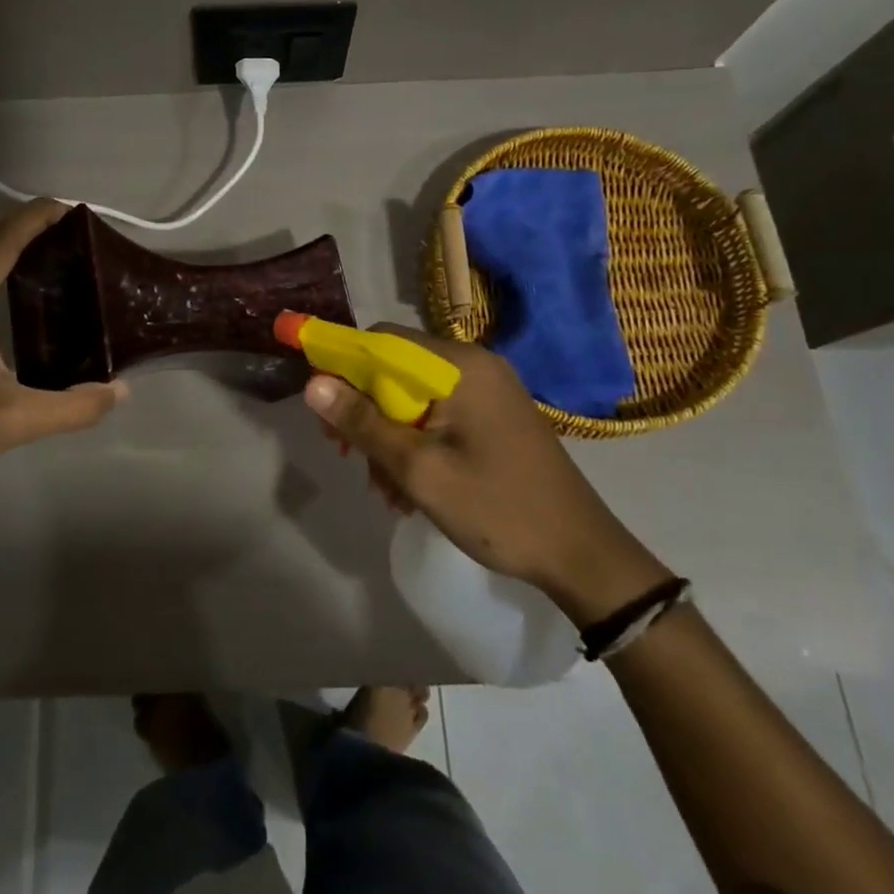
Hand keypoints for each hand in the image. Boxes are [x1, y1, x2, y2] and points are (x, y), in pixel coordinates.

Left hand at [0, 199, 126, 494]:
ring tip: (43, 247)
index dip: (34, 218)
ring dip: (0, 237)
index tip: (68, 207)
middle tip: (61, 226)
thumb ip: (76, 407)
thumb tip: (120, 391)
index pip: (1, 242)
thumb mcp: (20, 420)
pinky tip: (12, 286)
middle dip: (17, 219)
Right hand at [303, 326, 670, 625]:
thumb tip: (311, 383)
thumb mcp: (419, 469)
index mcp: (459, 365)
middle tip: (346, 454)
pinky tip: (409, 488)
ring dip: (388, 434)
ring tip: (384, 489)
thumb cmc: (496, 507)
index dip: (341, 363)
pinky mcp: (494, 415)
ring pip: (413, 396)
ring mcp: (488, 390)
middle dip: (365, 410)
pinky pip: (438, 414)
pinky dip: (415, 442)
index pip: (381, 339)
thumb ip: (363, 423)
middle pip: (395, 368)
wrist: (581, 554)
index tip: (319, 404)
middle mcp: (474, 365)